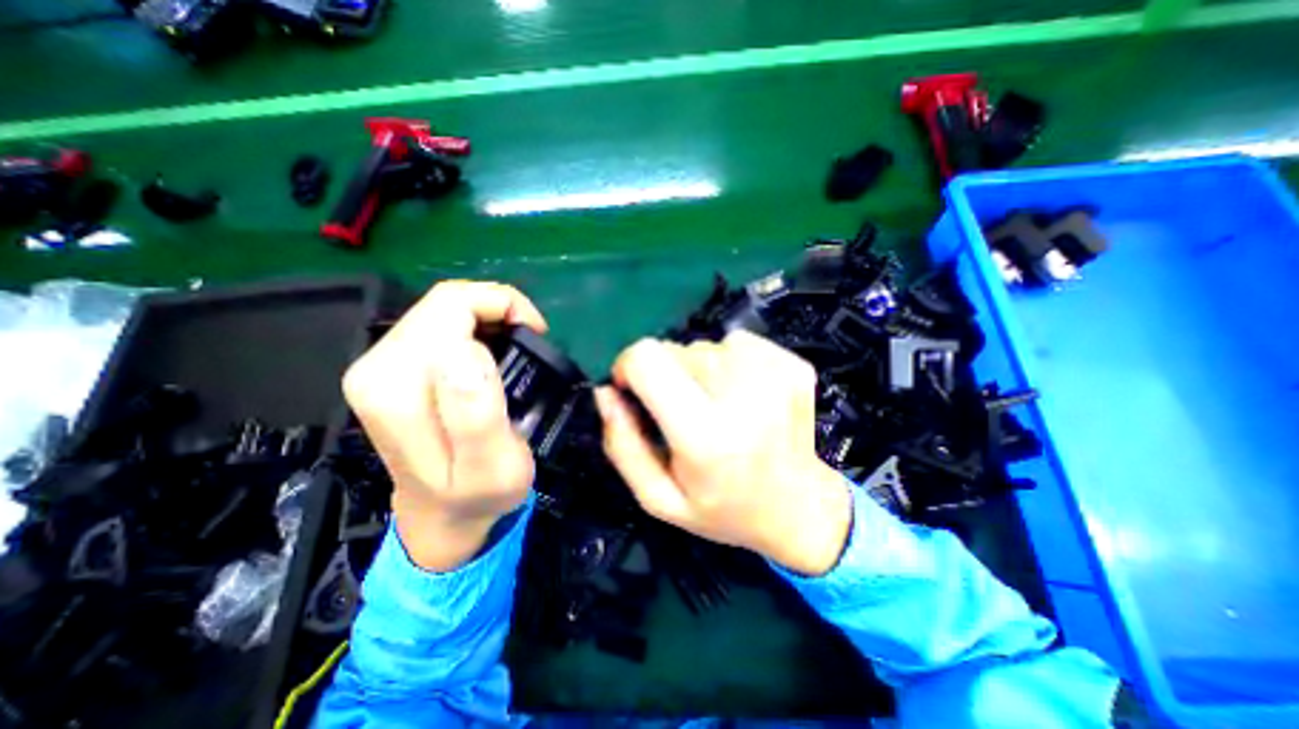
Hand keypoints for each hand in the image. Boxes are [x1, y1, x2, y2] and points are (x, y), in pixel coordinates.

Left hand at [342, 283, 543, 571]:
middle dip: (497, 309)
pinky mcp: (394, 369)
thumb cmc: (477, 496)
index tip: (536, 335)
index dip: (502, 306)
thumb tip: (466, 349)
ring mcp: (381, 366)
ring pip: (443, 310)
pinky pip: (441, 325)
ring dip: (488, 318)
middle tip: (531, 341)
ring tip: (518, 348)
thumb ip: (476, 413)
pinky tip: (495, 352)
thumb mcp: (491, 467)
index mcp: (397, 385)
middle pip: (443, 303)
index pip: (451, 306)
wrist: (443, 517)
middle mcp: (377, 366)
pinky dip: (477, 327)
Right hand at [595, 331, 853, 573]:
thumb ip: (622, 445)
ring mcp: (776, 375)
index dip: (628, 367)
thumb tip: (605, 392)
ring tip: (718, 408)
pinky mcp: (794, 365)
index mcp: (706, 436)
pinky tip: (744, 396)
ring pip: (706, 344)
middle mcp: (744, 396)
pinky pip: (739, 343)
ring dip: (700, 370)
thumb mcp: (659, 498)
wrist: (801, 509)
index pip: (648, 359)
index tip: (633, 390)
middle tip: (685, 412)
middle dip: (668, 375)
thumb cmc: (724, 509)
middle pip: (676, 350)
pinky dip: (731, 363)